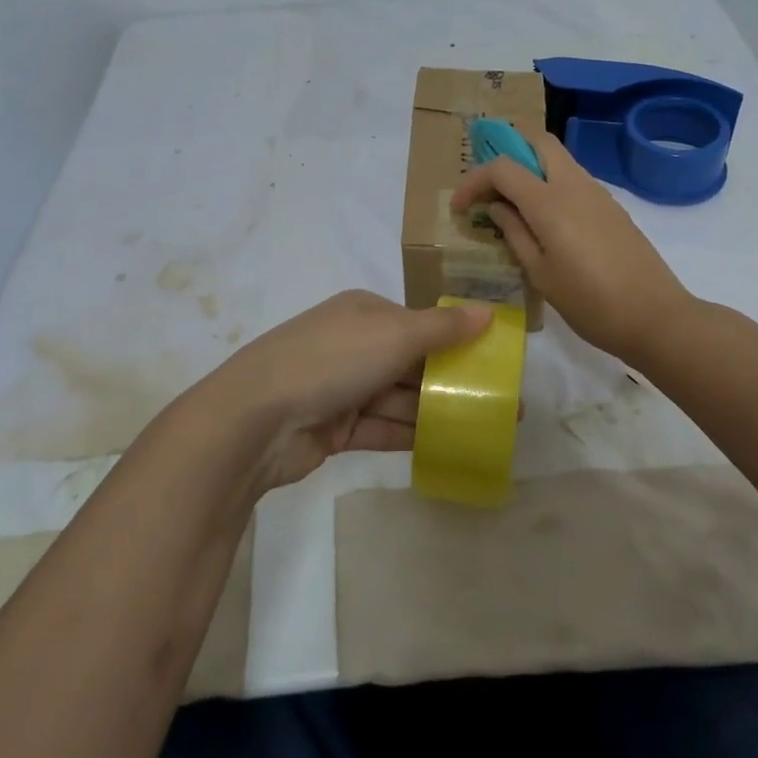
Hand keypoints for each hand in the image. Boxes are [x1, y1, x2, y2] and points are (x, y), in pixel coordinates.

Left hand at [194, 290, 491, 490]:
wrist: (256, 418)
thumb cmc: (331, 360)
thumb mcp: (394, 335)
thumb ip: (443, 328)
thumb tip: (489, 311)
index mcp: (364, 312)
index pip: (419, 324)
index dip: (457, 341)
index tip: (494, 362)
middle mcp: (354, 344)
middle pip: (412, 362)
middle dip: (453, 380)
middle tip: (501, 403)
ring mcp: (343, 387)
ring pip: (400, 398)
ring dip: (438, 410)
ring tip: (487, 428)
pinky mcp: (335, 428)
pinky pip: (383, 428)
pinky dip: (412, 434)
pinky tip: (451, 445)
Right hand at [452, 130, 693, 365]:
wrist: (656, 317)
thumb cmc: (590, 303)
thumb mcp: (540, 274)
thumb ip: (514, 233)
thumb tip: (497, 207)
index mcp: (550, 202)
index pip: (503, 167)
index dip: (474, 180)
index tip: (459, 207)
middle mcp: (574, 185)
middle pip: (537, 142)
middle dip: (507, 154)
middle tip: (491, 189)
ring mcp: (598, 193)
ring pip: (558, 158)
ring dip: (531, 169)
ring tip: (513, 207)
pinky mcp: (612, 206)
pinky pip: (574, 179)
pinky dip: (551, 184)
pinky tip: (545, 221)